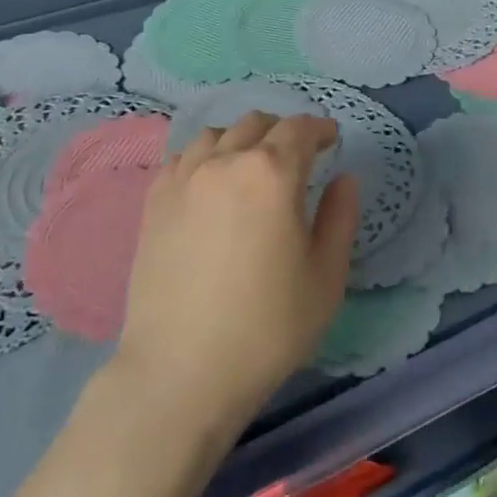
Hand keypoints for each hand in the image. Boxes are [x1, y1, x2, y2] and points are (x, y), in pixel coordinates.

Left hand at [113, 111, 358, 435]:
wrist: (181, 371)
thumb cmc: (267, 327)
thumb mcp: (326, 276)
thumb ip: (340, 217)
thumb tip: (343, 179)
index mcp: (272, 173)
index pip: (299, 129)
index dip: (320, 129)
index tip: (332, 139)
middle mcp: (225, 162)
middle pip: (256, 124)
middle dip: (283, 131)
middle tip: (297, 156)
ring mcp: (183, 178)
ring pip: (216, 134)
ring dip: (242, 139)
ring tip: (251, 166)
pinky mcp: (154, 201)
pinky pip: (183, 158)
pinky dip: (205, 157)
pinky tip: (211, 183)